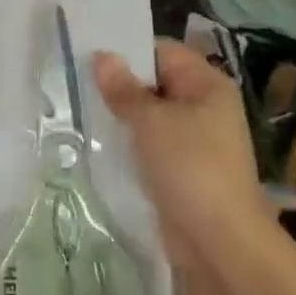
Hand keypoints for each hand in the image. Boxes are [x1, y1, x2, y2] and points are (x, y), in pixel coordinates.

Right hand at [94, 41, 272, 281]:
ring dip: (120, 117)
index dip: (127, 51)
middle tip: (74, 82)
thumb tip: (102, 56)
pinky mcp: (182, 169)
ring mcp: (194, 140)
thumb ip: (123, 89)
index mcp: (207, 84)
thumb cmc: (190, 167)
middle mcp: (204, 106)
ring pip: (149, 116)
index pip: (162, 51)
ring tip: (78, 110)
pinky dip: (128, 144)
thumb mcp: (151, 121)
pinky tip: (97, 143)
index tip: (88, 55)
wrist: (221, 243)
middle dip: (118, 85)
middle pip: (154, 83)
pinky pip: (150, 145)